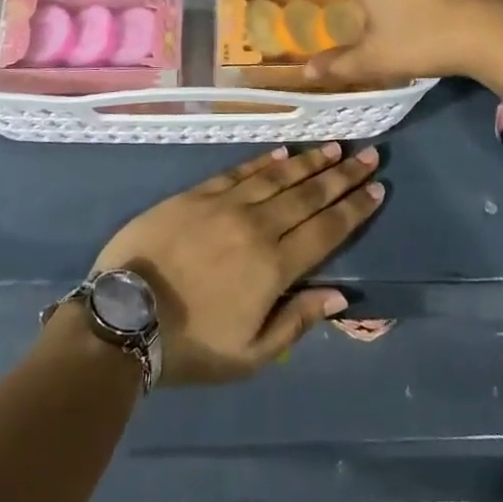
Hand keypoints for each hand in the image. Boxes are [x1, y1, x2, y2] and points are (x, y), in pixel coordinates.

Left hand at [92, 143, 382, 385]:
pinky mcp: (198, 194)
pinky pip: (240, 171)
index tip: (377, 188)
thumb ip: (296, 321)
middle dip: (342, 176)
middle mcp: (257, 226)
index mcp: (274, 266)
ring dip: (309, 162)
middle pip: (309, 195)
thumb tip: (339, 295)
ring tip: (335, 147)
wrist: (125, 316)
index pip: (326, 230)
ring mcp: (226, 205)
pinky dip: (264, 161)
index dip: (354, 209)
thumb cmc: (191, 344)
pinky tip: (282, 152)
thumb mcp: (249, 354)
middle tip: (369, 155)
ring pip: (278, 177)